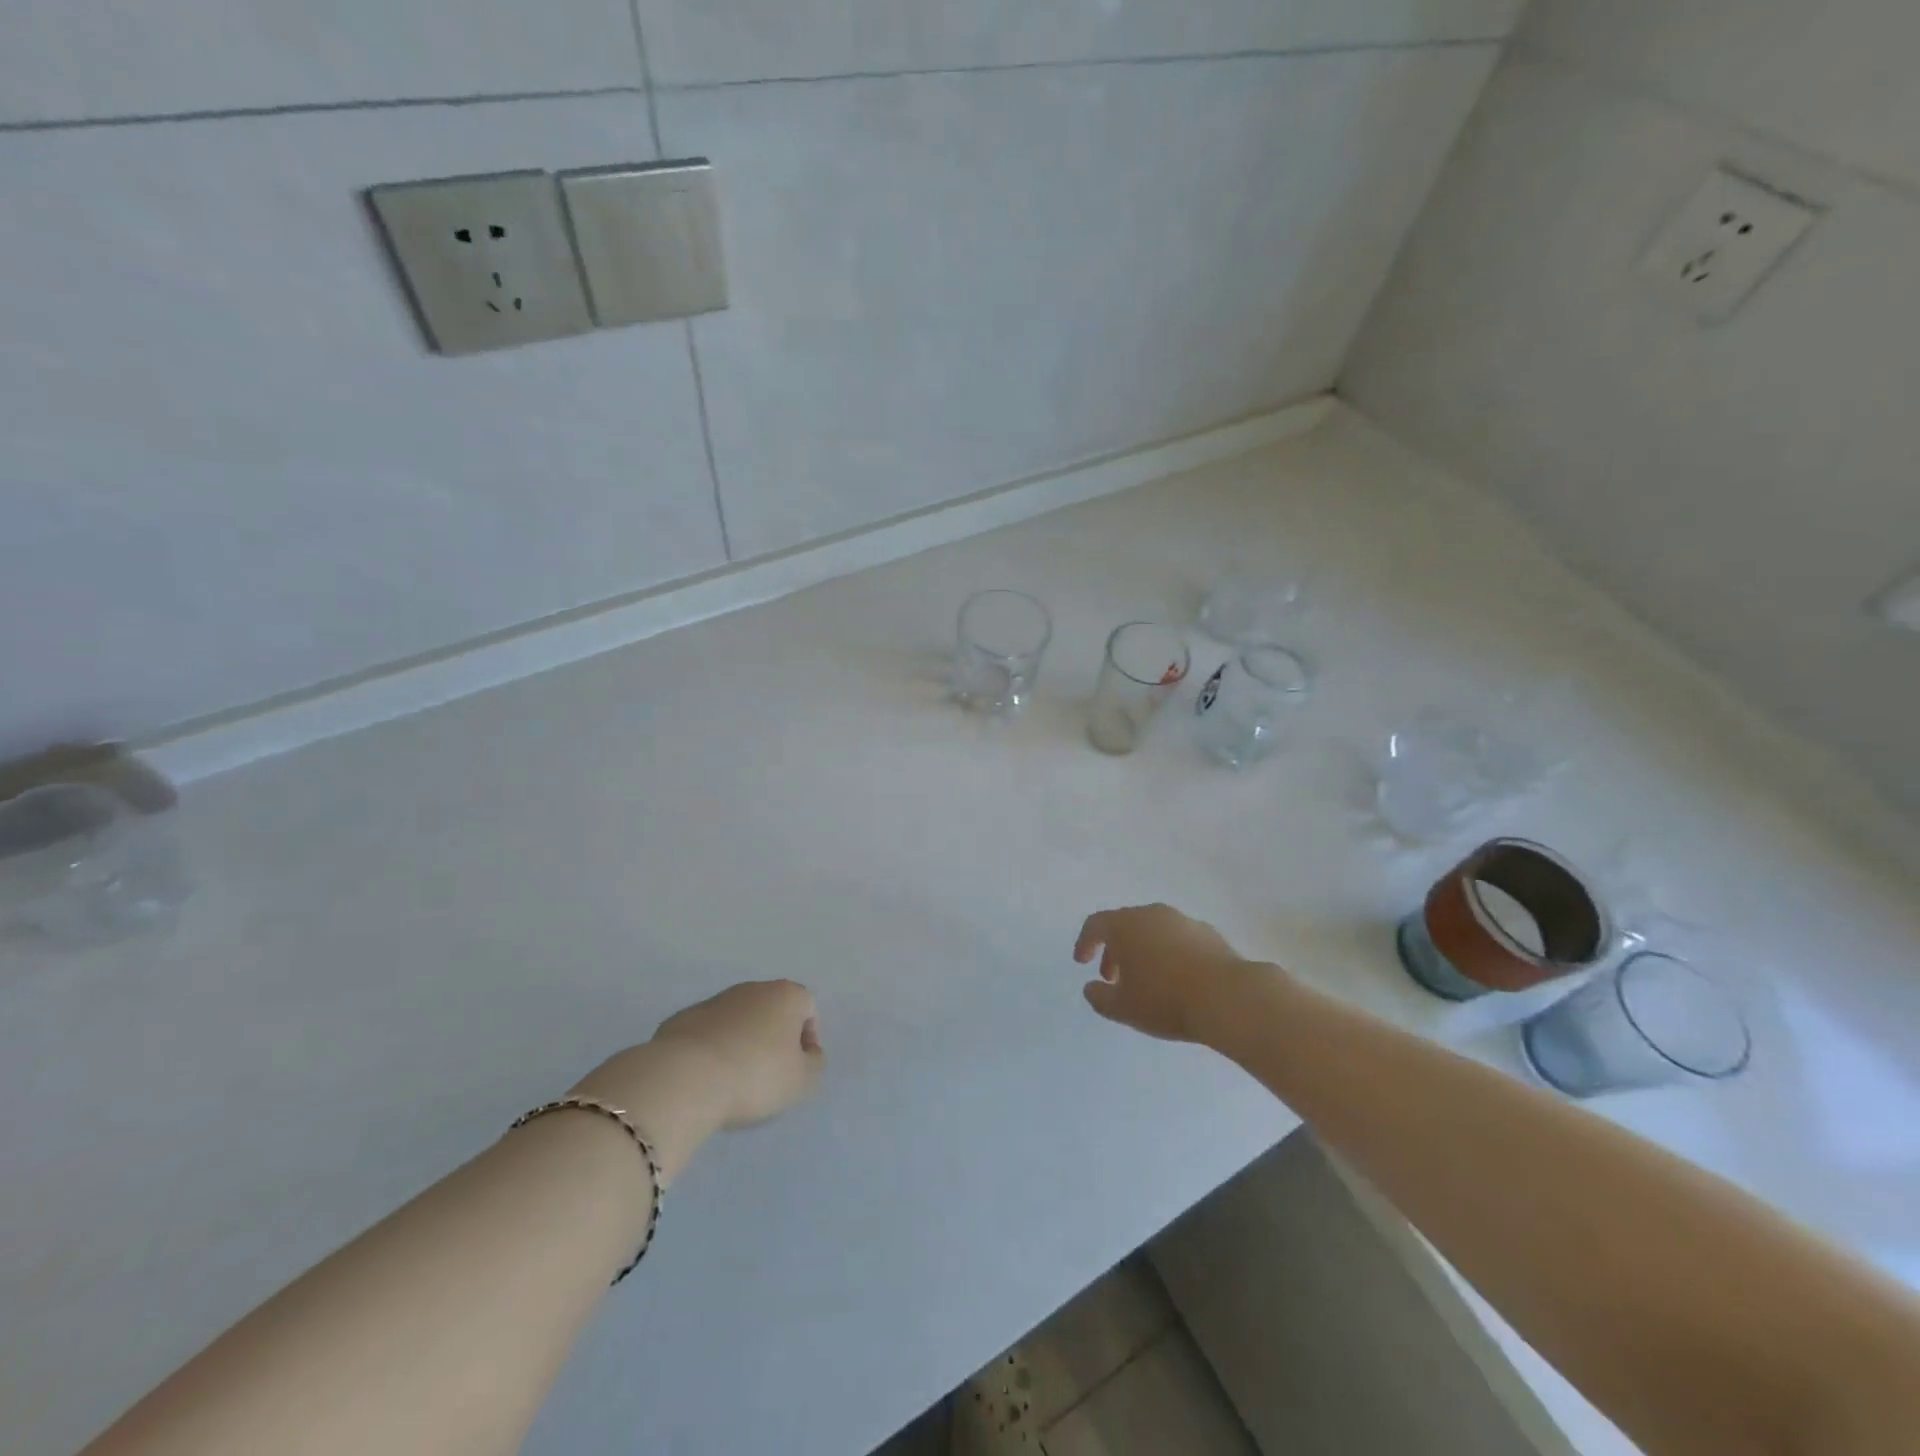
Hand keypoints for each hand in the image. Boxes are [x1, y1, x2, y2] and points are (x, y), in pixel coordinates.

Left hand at [647, 980, 825, 1128]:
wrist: (685, 1078)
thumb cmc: (756, 1076)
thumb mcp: (802, 1080)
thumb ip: (814, 1064)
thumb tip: (809, 1054)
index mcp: (785, 995)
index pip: (808, 1007)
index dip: (808, 1038)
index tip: (798, 1068)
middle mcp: (752, 989)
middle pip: (772, 1010)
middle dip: (773, 1038)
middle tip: (768, 1075)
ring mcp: (714, 1001)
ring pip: (737, 1020)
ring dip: (741, 1042)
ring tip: (733, 1080)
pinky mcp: (681, 1019)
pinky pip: (707, 1034)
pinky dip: (711, 1050)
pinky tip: (705, 1078)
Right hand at [1073, 904, 1262, 1046]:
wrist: (1228, 997)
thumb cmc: (1165, 999)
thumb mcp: (1123, 1008)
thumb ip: (1099, 997)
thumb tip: (1091, 988)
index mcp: (1126, 925)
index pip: (1096, 924)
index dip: (1085, 942)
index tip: (1082, 963)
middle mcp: (1152, 914)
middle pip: (1124, 925)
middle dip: (1114, 950)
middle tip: (1112, 978)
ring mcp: (1183, 921)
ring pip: (1153, 930)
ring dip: (1142, 951)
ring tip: (1146, 981)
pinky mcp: (1209, 934)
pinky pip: (1178, 939)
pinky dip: (1168, 953)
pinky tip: (1176, 980)